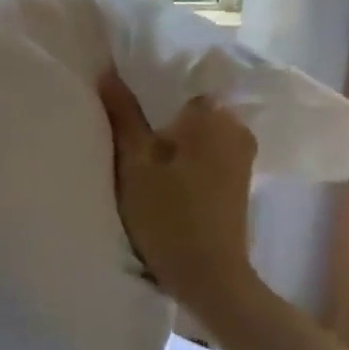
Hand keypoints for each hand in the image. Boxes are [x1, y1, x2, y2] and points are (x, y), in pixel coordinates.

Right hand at [99, 70, 263, 315]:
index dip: (146, 88)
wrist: (208, 277)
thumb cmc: (168, 217)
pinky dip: (182, 154)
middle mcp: (236, 129)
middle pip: (187, 107)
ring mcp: (240, 155)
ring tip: (136, 145)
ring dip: (169, 136)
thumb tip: (108, 71)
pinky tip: (159, 167)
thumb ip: (124, 115)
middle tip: (122, 124)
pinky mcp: (236, 179)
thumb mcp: (135, 164)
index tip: (120, 98)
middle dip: (158, 113)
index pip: (178, 82)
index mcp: (214, 117)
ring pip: (195, 131)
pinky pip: (204, 150)